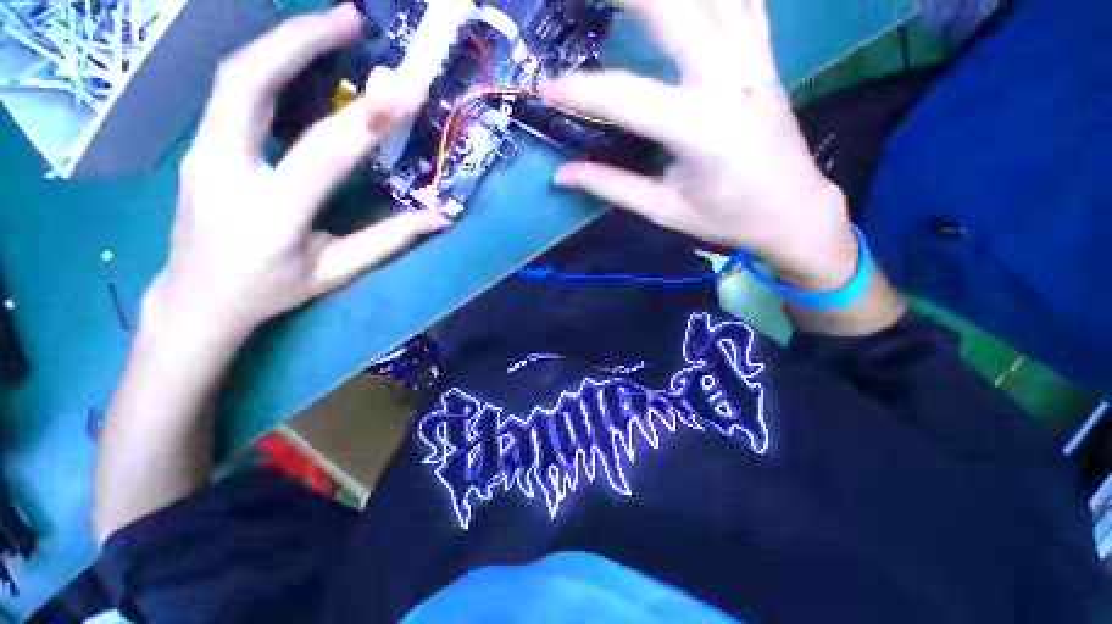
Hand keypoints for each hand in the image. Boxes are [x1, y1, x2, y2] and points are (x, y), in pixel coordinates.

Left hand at [144, 5, 447, 345]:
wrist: (196, 298)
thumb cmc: (271, 290)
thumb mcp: (336, 271)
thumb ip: (388, 240)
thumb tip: (438, 217)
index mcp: (272, 213)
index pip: (324, 151)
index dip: (369, 117)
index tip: (407, 88)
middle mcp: (225, 170)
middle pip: (248, 82)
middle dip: (300, 40)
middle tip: (350, 19)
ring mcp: (201, 152)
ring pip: (233, 76)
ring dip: (282, 41)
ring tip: (330, 26)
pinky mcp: (198, 145)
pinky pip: (231, 91)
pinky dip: (268, 64)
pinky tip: (297, 58)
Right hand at [542, 0, 857, 289]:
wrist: (793, 211)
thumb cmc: (727, 218)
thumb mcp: (664, 209)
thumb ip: (611, 186)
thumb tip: (563, 174)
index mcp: (701, 129)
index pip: (627, 97)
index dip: (581, 90)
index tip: (546, 88)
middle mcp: (729, 80)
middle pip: (676, 10)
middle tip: (583, 1)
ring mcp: (752, 61)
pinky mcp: (763, 58)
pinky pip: (742, 2)